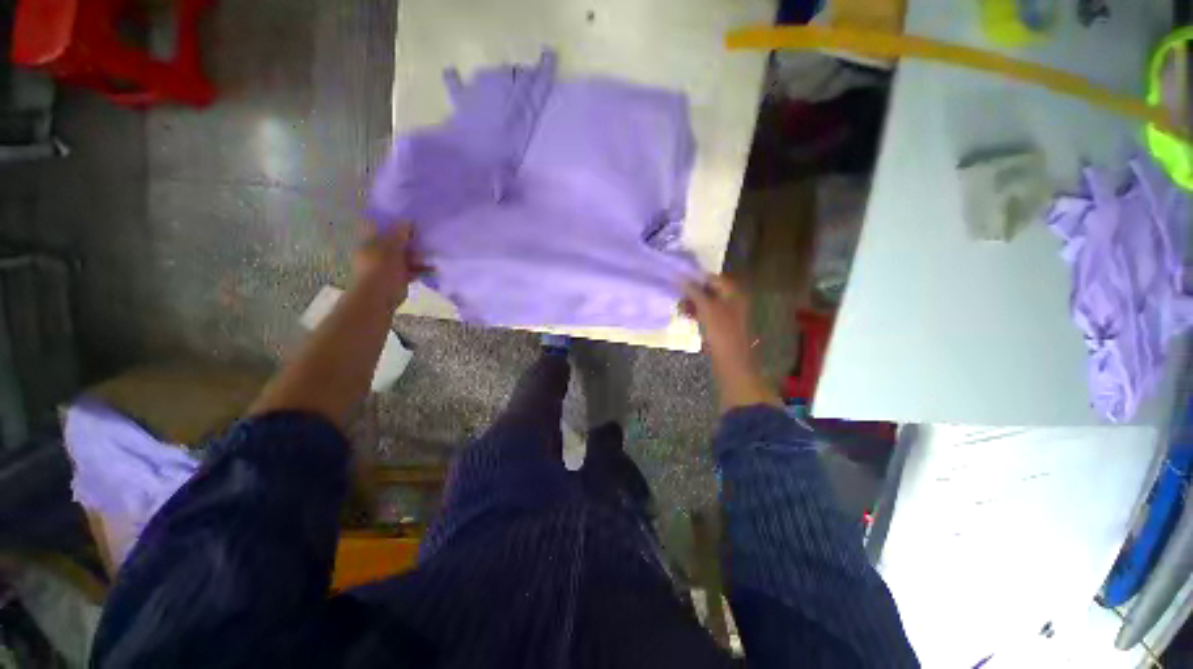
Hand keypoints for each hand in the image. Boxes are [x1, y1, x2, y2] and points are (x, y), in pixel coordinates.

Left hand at [353, 223, 425, 303]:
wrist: (379, 298)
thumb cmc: (381, 269)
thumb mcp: (392, 247)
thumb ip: (400, 233)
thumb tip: (407, 220)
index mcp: (369, 242)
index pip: (379, 226)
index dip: (393, 222)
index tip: (409, 219)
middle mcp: (376, 252)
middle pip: (394, 241)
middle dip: (409, 240)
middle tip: (425, 236)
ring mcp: (387, 266)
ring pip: (404, 256)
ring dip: (417, 255)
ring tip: (432, 253)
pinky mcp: (397, 278)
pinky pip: (411, 270)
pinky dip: (421, 269)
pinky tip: (433, 268)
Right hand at [683, 276, 781, 411]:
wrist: (732, 363)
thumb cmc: (721, 332)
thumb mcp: (707, 309)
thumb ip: (694, 291)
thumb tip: (680, 277)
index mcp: (733, 293)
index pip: (713, 278)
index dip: (696, 278)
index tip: (678, 280)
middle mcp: (732, 301)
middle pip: (709, 290)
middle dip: (692, 292)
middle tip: (677, 296)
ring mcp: (727, 315)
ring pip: (706, 303)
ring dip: (692, 304)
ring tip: (679, 308)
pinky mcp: (721, 327)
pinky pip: (707, 315)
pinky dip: (697, 314)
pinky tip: (686, 317)